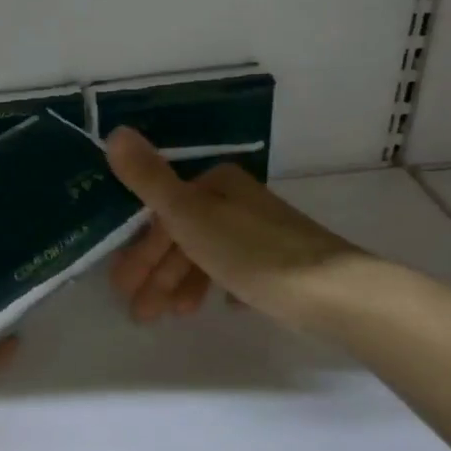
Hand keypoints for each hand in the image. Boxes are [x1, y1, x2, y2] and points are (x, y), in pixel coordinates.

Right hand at [104, 127, 360, 331]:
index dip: (139, 249)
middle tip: (139, 313)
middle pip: (183, 237)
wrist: (335, 293)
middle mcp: (238, 202)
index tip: (121, 286)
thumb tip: (114, 133)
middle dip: (157, 275)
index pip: (162, 214)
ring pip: (207, 256)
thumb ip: (150, 179)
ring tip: (171, 318)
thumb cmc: (252, 253)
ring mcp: (262, 233)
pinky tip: (218, 308)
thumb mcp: (190, 215)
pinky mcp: (283, 264)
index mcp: (216, 185)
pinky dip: (219, 288)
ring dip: (182, 286)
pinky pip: (238, 273)